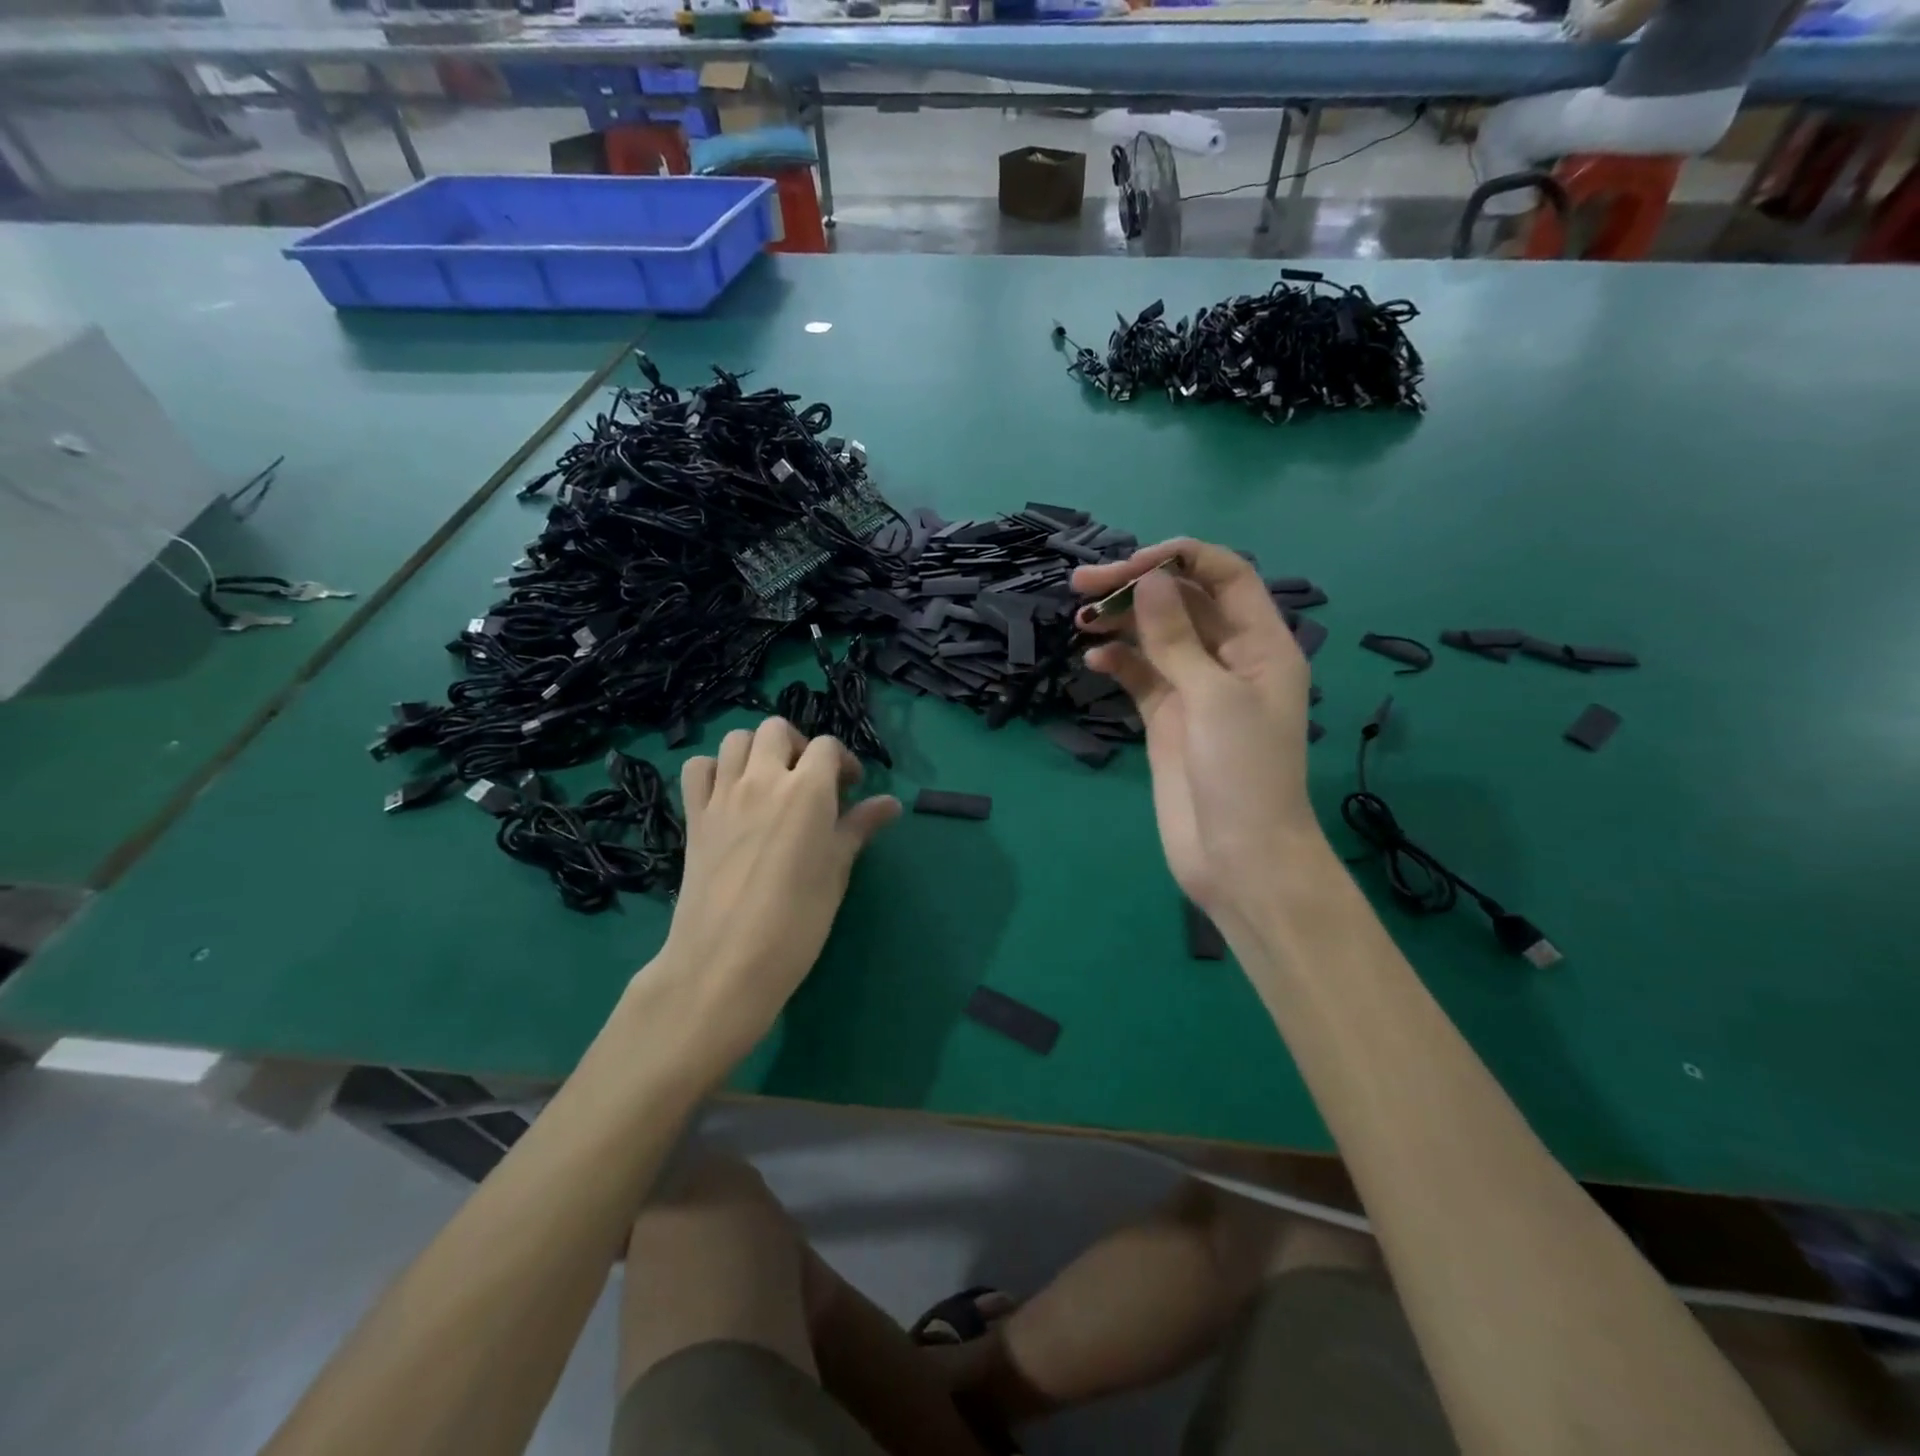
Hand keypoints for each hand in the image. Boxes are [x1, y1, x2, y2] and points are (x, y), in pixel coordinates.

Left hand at [650, 717, 899, 1065]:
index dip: (842, 761)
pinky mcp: (694, 816)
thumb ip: (860, 827)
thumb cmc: (797, 920)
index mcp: (807, 790)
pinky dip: (715, 769)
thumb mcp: (837, 871)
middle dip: (798, 746)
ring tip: (770, 782)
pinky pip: (698, 769)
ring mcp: (723, 795)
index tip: (850, 790)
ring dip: (757, 750)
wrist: (726, 961)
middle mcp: (763, 779)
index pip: (826, 746)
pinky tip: (729, 794)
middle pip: (776, 729)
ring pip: (736, 739)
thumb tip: (891, 803)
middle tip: (809, 782)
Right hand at [1073, 539, 1327, 921]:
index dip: (1179, 559)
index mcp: (1261, 643)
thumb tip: (1149, 578)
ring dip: (1121, 622)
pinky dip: (1117, 663)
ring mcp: (1195, 688)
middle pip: (1183, 601)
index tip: (1128, 566)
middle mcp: (1229, 657)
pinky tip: (1093, 661)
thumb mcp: (1213, 697)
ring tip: (1080, 619)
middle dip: (1137, 587)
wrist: (1238, 857)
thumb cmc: (1243, 772)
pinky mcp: (1167, 718)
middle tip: (1082, 584)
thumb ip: (1177, 637)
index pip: (1224, 575)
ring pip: (1156, 636)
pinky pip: (1140, 676)